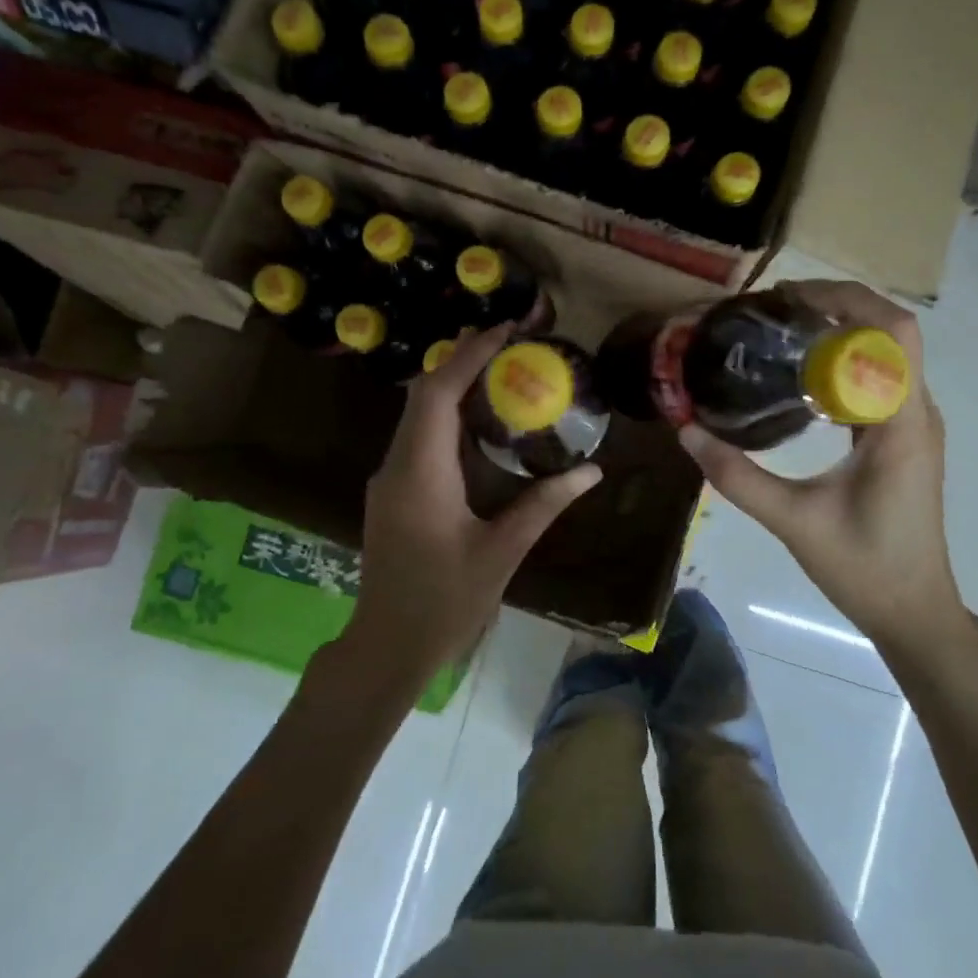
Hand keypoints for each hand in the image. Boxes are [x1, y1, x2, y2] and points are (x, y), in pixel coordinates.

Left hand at [347, 323, 600, 677]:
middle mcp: (396, 465)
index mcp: (420, 473)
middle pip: (423, 394)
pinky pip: (419, 438)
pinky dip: (448, 417)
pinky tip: (480, 424)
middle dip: (462, 359)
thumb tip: (591, 471)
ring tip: (500, 370)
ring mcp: (389, 479)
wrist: (386, 647)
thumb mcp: (502, 552)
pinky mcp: (393, 493)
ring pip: (418, 414)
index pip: (438, 393)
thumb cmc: (444, 602)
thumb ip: (544, 505)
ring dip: (454, 386)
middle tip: (508, 341)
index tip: (505, 330)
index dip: (470, 355)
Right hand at [679, 280, 966, 649]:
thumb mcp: (793, 521)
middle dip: (838, 307)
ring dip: (842, 331)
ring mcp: (914, 426)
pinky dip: (844, 363)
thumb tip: (686, 433)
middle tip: (776, 309)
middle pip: (892, 333)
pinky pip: (879, 381)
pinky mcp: (902, 439)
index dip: (845, 301)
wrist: (914, 612)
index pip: (893, 334)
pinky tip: (801, 375)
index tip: (789, 299)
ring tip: (783, 329)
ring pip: (887, 354)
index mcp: (902, 424)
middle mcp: (917, 413)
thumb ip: (737, 477)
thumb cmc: (864, 568)